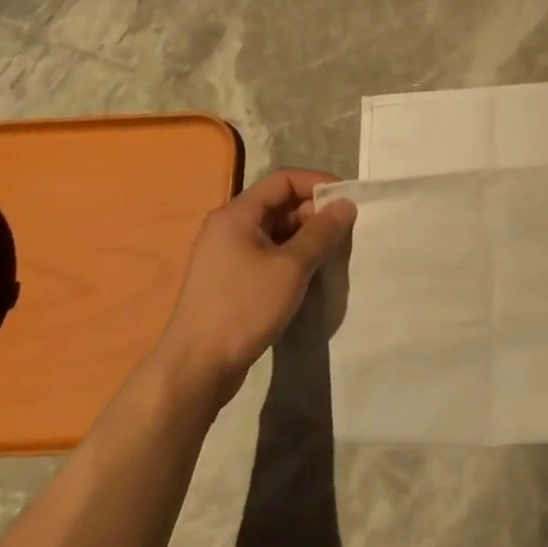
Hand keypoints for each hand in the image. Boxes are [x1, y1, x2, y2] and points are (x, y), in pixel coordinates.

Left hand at [149, 168, 355, 408]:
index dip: (318, 184)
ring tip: (334, 254)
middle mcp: (229, 228)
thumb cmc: (244, 307)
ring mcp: (228, 255)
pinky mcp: (232, 280)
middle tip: (346, 232)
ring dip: (307, 237)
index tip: (349, 201)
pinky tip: (312, 275)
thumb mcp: (291, 267)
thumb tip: (346, 204)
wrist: (198, 366)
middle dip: (315, 213)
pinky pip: (269, 254)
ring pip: (276, 232)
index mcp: (237, 215)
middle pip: (280, 204)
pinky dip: (293, 257)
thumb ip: (321, 232)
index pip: (283, 180)